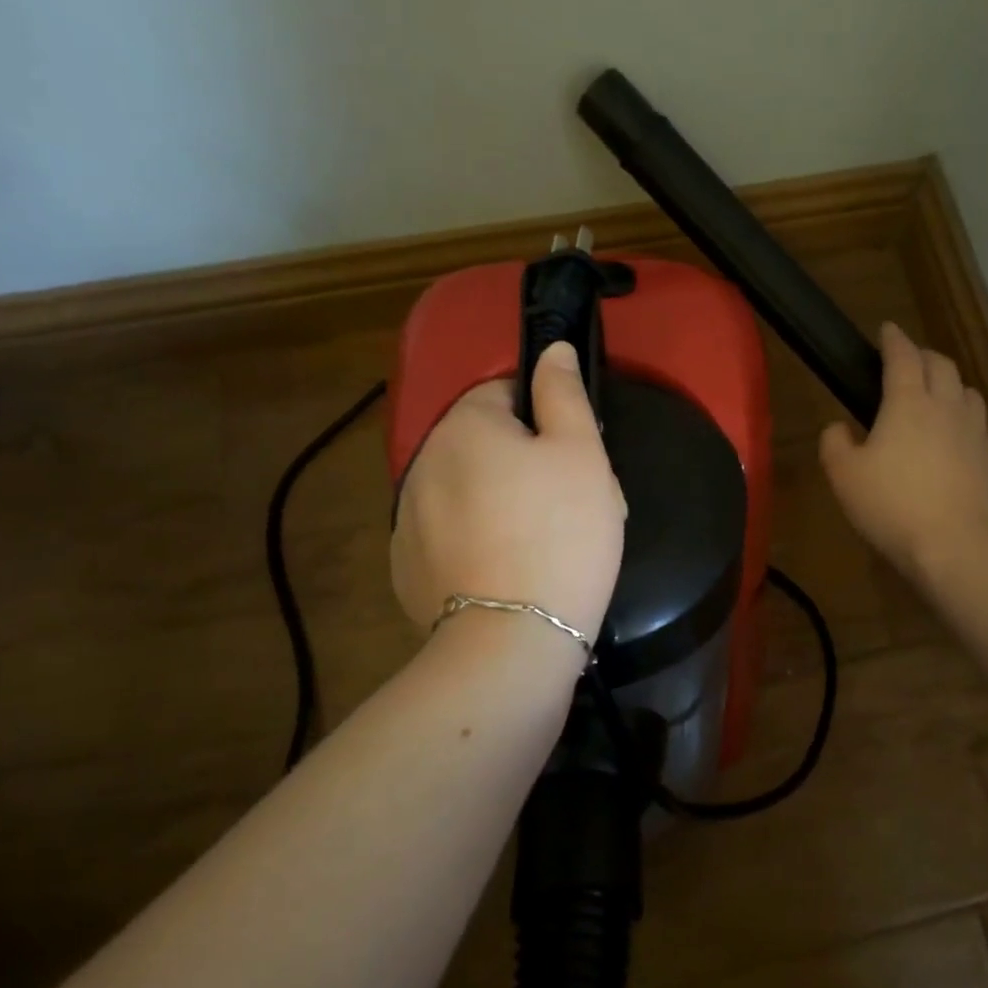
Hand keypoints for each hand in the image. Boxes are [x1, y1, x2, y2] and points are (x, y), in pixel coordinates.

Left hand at [392, 342, 625, 643]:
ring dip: (497, 502)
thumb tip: (553, 348)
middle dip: (522, 464)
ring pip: (465, 490)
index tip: (575, 461)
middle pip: (483, 444)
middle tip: (566, 507)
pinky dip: (473, 543)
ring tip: (538, 547)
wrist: (514, 639)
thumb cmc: (562, 533)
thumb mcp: (582, 454)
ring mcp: (407, 517)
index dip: (547, 421)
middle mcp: (423, 460)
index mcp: (465, 424)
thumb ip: (564, 393)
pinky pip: (447, 536)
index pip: (506, 394)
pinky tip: (504, 573)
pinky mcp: (406, 566)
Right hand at [819, 322, 987, 580]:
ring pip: (967, 391)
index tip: (886, 329)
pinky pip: (980, 426)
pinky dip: (967, 419)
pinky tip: (959, 434)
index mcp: (908, 402)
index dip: (894, 339)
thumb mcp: (842, 475)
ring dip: (950, 383)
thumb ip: (834, 442)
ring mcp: (973, 433)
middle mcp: (945, 407)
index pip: (903, 356)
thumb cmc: (889, 506)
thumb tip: (839, 427)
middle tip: (907, 360)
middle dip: (923, 355)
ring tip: (936, 393)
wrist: (951, 546)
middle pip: (941, 365)